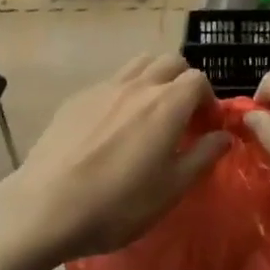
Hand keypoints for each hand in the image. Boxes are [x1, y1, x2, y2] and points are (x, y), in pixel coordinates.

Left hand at [5, 53, 229, 262]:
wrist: (46, 207)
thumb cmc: (118, 204)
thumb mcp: (171, 189)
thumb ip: (202, 156)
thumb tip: (223, 135)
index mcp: (166, 104)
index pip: (198, 79)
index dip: (208, 100)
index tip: (205, 127)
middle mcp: (137, 85)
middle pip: (170, 62)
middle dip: (183, 82)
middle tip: (182, 117)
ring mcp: (102, 88)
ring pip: (138, 64)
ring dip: (153, 79)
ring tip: (149, 114)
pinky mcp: (76, 99)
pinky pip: (109, 82)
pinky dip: (123, 92)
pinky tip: (112, 127)